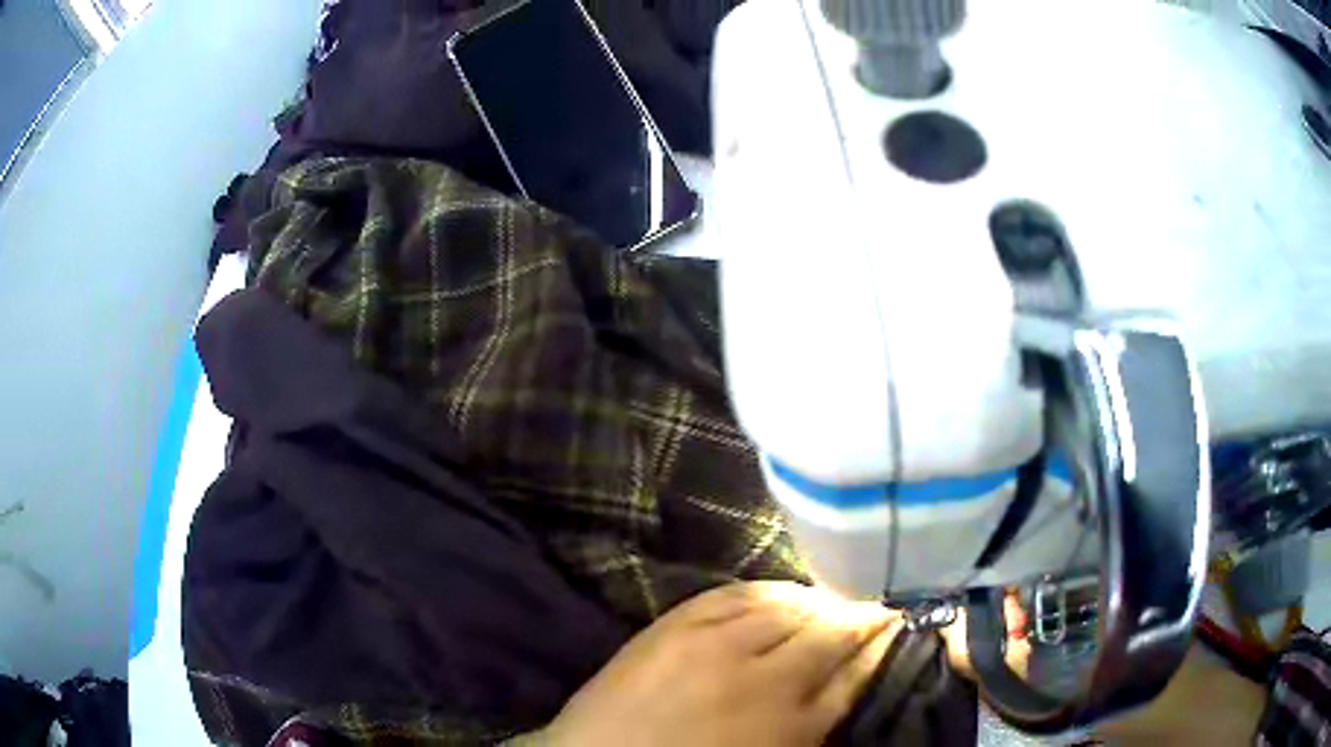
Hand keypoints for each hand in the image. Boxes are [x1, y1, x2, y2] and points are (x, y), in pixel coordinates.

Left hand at [538, 582, 901, 746]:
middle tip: (876, 610)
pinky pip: (739, 592)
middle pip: (831, 632)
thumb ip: (815, 723)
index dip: (881, 646)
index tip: (898, 627)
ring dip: (820, 601)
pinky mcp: (676, 623)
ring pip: (791, 606)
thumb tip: (849, 682)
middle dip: (860, 618)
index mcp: (791, 722)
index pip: (856, 671)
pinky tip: (784, 591)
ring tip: (833, 600)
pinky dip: (771, 589)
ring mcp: (716, 642)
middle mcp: (764, 676)